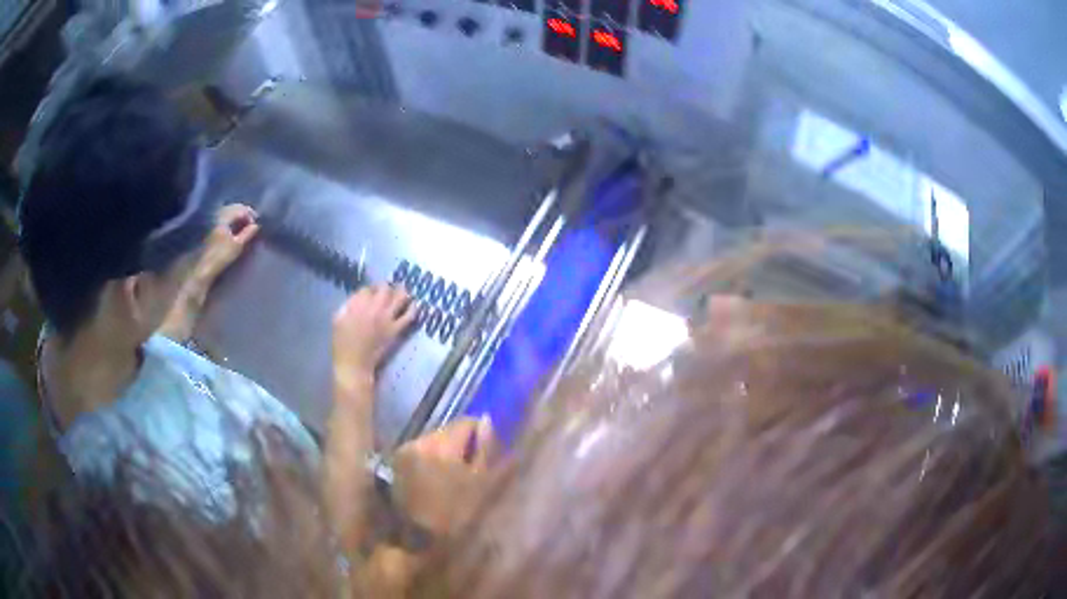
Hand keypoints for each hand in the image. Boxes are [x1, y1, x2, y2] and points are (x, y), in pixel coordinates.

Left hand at [196, 204, 259, 282]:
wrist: (204, 266)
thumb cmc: (221, 255)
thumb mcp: (237, 245)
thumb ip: (248, 233)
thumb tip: (256, 225)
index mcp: (225, 217)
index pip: (241, 209)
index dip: (250, 215)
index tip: (256, 226)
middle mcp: (218, 214)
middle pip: (234, 208)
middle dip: (244, 214)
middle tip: (251, 224)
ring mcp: (213, 219)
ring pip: (229, 211)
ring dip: (237, 216)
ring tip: (243, 226)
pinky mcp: (210, 226)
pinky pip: (223, 216)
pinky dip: (231, 219)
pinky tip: (234, 228)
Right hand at [332, 285, 415, 390]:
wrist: (354, 365)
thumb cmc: (342, 344)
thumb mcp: (337, 319)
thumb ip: (348, 305)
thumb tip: (358, 297)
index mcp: (358, 305)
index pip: (367, 289)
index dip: (369, 289)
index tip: (369, 293)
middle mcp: (374, 308)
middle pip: (385, 288)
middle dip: (384, 286)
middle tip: (384, 290)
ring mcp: (387, 318)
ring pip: (400, 297)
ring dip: (401, 291)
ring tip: (401, 291)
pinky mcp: (396, 330)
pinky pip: (409, 315)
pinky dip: (412, 308)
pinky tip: (412, 305)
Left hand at [394, 416, 496, 534]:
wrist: (420, 537)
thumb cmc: (456, 513)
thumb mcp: (481, 484)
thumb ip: (485, 449)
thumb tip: (487, 421)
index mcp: (442, 446)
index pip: (465, 422)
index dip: (480, 433)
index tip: (488, 449)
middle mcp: (420, 441)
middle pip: (447, 430)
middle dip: (461, 443)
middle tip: (473, 465)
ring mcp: (405, 451)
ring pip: (433, 440)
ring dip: (446, 451)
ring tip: (454, 475)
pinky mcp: (396, 462)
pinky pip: (421, 451)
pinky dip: (431, 459)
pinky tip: (437, 479)